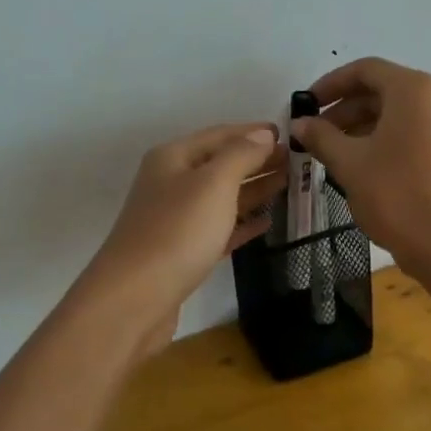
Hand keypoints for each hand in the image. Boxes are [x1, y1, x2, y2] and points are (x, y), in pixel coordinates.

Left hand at [77, 123, 284, 358]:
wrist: (134, 298)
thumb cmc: (177, 231)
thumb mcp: (214, 183)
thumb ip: (241, 155)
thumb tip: (262, 134)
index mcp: (173, 158)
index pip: (219, 134)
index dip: (252, 132)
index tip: (287, 135)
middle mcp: (171, 183)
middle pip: (220, 164)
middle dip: (256, 160)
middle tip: (295, 162)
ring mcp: (175, 219)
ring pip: (221, 197)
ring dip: (253, 190)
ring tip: (288, 185)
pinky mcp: (182, 253)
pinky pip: (218, 229)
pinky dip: (242, 223)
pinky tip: (266, 222)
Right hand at [291, 58, 430, 275]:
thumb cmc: (396, 194)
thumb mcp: (349, 163)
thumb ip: (321, 137)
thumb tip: (299, 124)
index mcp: (413, 90)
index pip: (364, 70)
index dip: (330, 84)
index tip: (305, 104)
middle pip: (380, 90)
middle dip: (343, 108)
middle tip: (313, 133)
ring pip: (395, 113)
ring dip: (359, 126)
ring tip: (330, 152)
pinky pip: (410, 132)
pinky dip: (381, 139)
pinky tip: (358, 165)